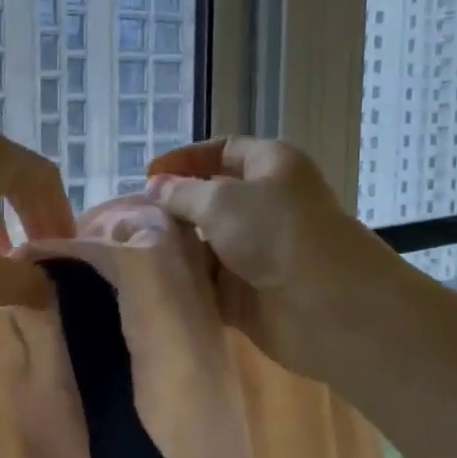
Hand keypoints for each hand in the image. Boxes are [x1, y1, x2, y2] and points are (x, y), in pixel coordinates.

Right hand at [147, 137, 402, 379]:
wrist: (326, 306)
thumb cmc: (275, 233)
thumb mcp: (221, 201)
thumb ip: (181, 194)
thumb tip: (155, 188)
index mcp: (270, 167)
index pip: (223, 150)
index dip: (185, 159)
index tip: (147, 177)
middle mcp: (265, 206)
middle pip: (209, 200)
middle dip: (172, 208)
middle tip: (129, 218)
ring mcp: (256, 252)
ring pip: (205, 244)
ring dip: (174, 248)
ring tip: (130, 251)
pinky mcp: (247, 294)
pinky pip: (207, 283)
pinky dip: (184, 282)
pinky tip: (151, 282)